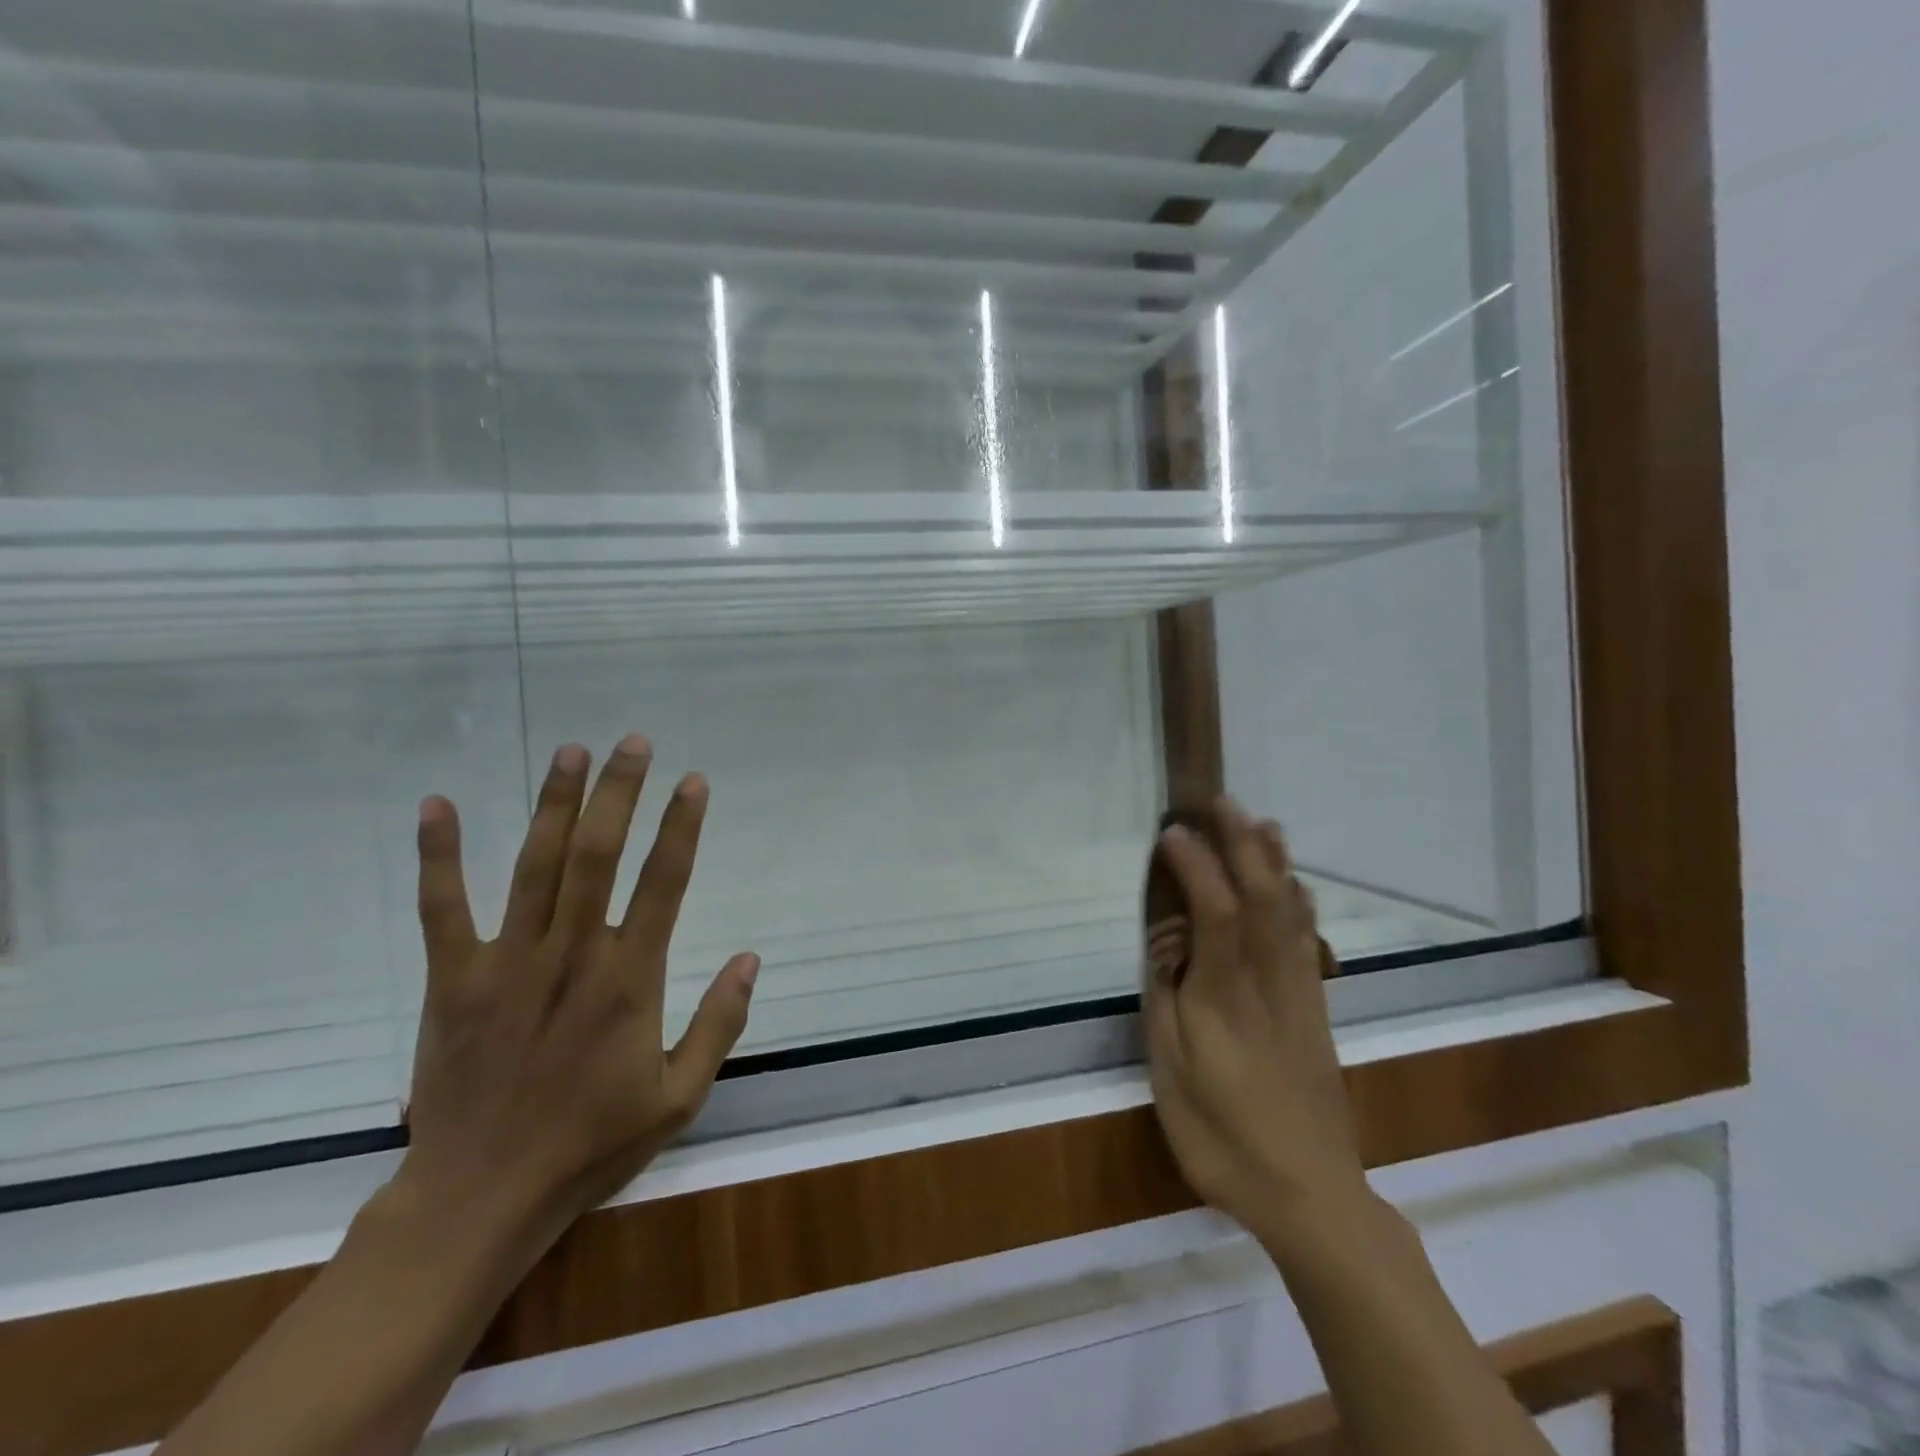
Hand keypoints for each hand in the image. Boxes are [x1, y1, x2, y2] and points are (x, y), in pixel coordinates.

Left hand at [400, 734, 757, 1243]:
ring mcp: (508, 963)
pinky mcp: (455, 980)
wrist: (481, 1198)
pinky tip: (438, 805)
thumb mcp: (679, 1096)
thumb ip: (719, 1022)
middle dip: (619, 793)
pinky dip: (440, 855)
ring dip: (554, 803)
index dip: (681, 827)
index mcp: (629, 980)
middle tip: (633, 743)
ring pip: (535, 866)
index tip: (693, 782)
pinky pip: (443, 909)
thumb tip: (750, 957)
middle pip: (598, 856)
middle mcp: (572, 956)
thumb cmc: (591, 1144)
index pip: (663, 884)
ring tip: (571, 751)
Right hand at [1142, 799, 1367, 1243]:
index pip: (1214, 911)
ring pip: (1290, 911)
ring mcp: (1298, 992)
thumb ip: (1167, 1000)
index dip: (1195, 865)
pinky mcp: (1315, 1009)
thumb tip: (1168, 947)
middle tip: (1223, 801)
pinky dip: (1298, 900)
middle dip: (1242, 844)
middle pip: (1261, 897)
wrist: (1311, 1193)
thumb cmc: (1224, 1135)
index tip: (1171, 832)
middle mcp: (1268, 980)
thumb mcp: (1173, 1072)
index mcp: (1225, 994)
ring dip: (1274, 861)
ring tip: (1263, 822)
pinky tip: (1292, 884)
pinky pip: (1306, 938)